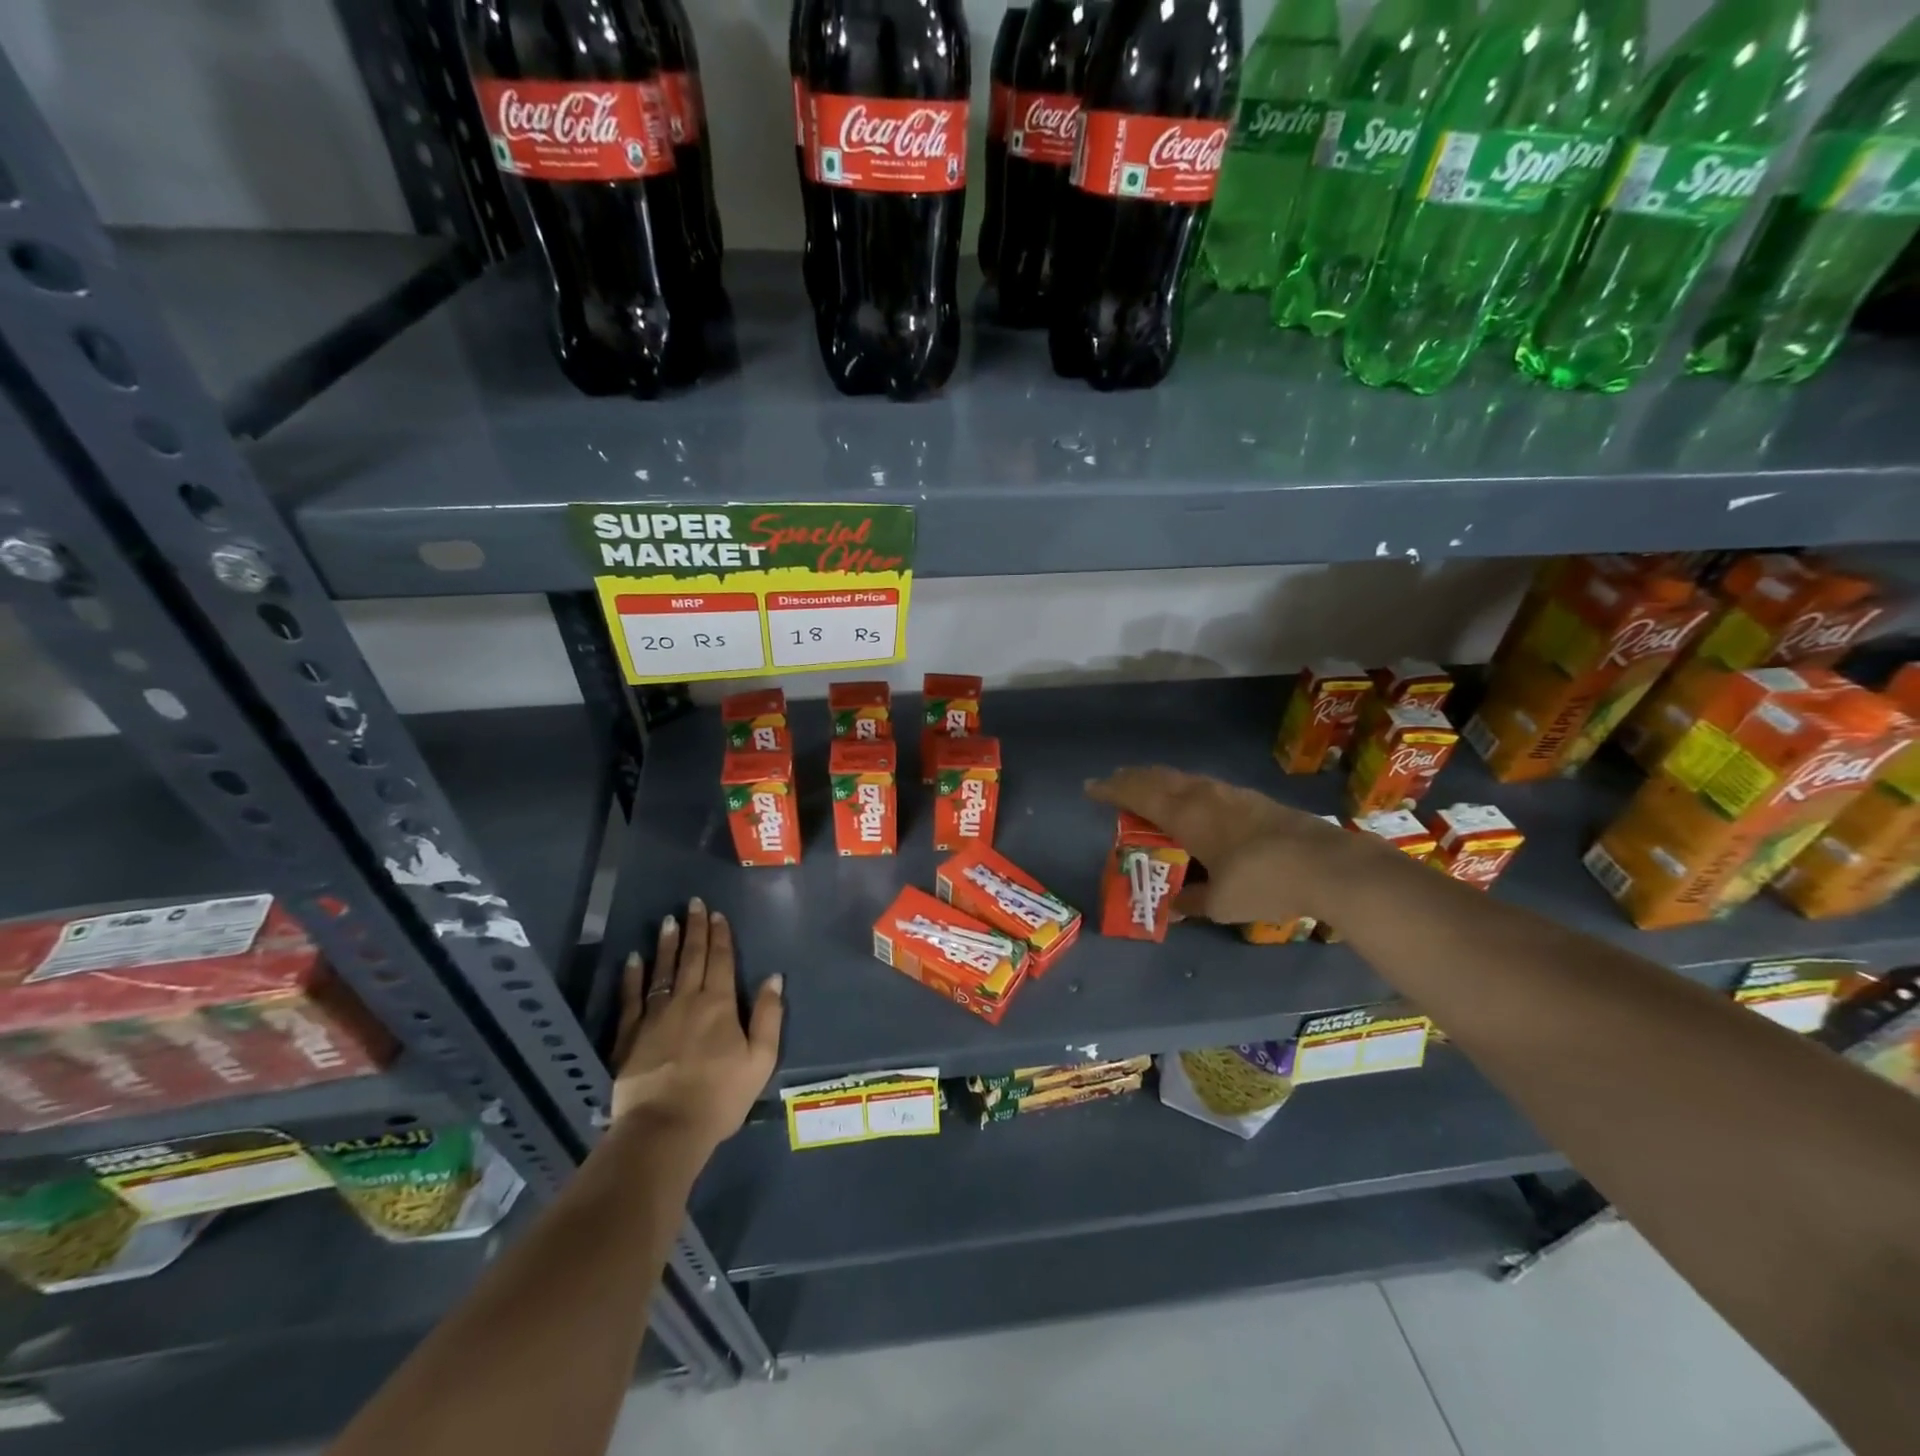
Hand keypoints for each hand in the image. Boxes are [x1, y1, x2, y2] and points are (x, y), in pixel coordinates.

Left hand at [610, 900, 783, 1149]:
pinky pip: (632, 998)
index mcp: (720, 1004)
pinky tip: (633, 958)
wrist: (665, 1129)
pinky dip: (632, 976)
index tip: (718, 914)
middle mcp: (687, 1000)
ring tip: (669, 920)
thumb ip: (769, 1016)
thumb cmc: (720, 1096)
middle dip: (696, 929)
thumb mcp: (761, 1059)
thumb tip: (774, 977)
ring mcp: (655, 1016)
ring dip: (667, 944)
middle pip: (692, 958)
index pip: (721, 960)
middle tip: (694, 903)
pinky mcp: (630, 1036)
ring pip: (662, 970)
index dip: (721, 936)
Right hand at [1086, 766, 1358, 925]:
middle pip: (1159, 778)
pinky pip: (1205, 787)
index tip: (1091, 788)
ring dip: (1160, 781)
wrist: (1327, 866)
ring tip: (1149, 789)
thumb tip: (1173, 907)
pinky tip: (1193, 802)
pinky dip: (1186, 789)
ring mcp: (1231, 794)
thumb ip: (1191, 901)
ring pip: (1185, 779)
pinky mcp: (1254, 800)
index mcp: (1186, 815)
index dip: (1112, 790)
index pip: (1138, 794)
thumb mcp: (1219, 903)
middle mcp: (1204, 796)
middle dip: (1133, 779)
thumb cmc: (1261, 882)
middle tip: (1115, 783)